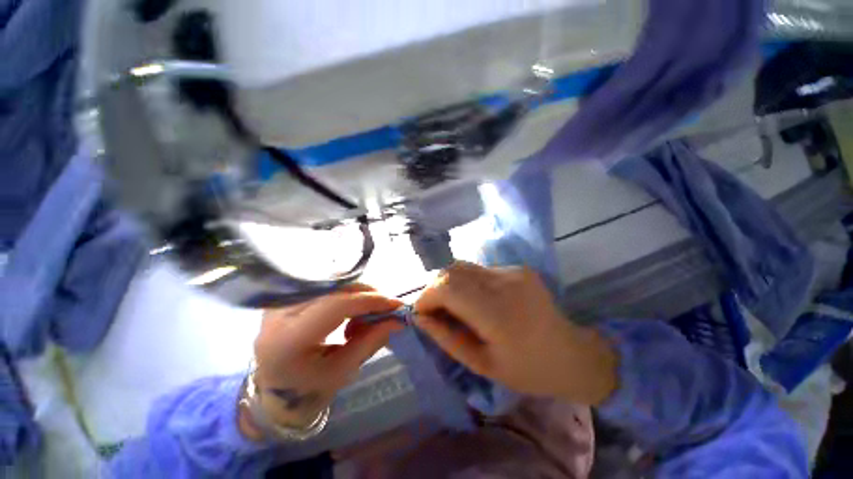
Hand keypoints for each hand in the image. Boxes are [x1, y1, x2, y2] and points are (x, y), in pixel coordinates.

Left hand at [247, 285, 401, 437]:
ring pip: (333, 284)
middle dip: (367, 295)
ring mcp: (282, 301)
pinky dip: (347, 296)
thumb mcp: (342, 372)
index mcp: (289, 339)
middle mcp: (280, 313)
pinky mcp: (289, 297)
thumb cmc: (307, 389)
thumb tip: (398, 320)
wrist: (273, 391)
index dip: (370, 301)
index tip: (396, 305)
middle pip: (335, 289)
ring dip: (359, 295)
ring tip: (366, 317)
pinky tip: (351, 313)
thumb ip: (371, 341)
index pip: (336, 305)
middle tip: (386, 309)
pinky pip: (327, 287)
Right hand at [414, 262, 616, 405]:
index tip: (421, 313)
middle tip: (435, 310)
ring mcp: (513, 271)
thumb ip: (446, 338)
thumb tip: (419, 317)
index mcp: (497, 312)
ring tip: (453, 305)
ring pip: (464, 267)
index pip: (446, 287)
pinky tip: (477, 300)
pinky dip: (468, 283)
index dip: (426, 296)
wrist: (572, 354)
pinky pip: (479, 270)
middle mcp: (504, 283)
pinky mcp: (517, 267)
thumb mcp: (481, 364)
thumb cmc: (527, 369)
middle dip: (435, 288)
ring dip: (450, 284)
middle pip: (452, 270)